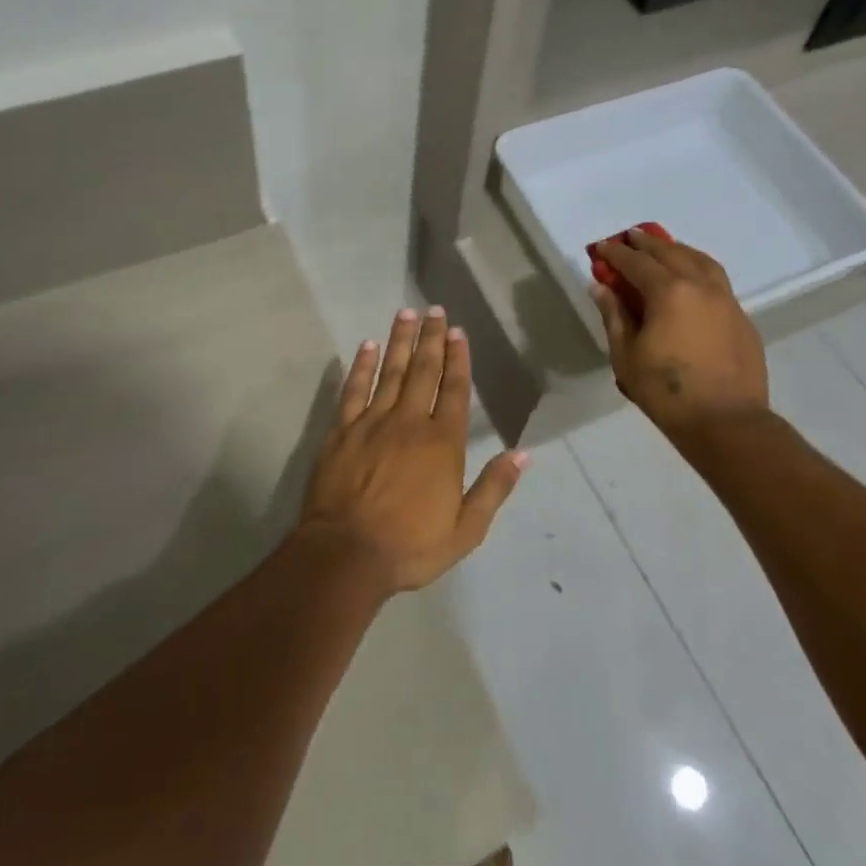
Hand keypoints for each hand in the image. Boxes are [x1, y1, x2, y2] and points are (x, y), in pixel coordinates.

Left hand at [296, 307, 527, 595]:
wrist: (346, 555)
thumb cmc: (410, 546)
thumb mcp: (466, 529)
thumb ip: (494, 488)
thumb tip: (522, 454)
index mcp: (443, 443)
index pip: (455, 390)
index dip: (458, 359)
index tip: (458, 331)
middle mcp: (410, 422)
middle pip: (423, 371)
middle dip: (431, 338)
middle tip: (434, 310)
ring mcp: (373, 423)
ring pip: (390, 372)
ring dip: (400, 341)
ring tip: (406, 314)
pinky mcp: (342, 431)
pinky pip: (354, 390)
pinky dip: (361, 366)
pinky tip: (367, 346)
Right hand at [590, 228, 769, 438]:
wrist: (726, 422)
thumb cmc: (666, 392)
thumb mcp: (626, 356)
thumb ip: (614, 316)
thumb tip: (602, 287)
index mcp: (669, 292)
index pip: (637, 263)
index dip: (616, 254)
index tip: (602, 247)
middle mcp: (700, 286)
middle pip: (671, 253)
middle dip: (647, 243)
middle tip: (630, 237)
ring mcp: (726, 300)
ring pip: (701, 261)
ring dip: (678, 250)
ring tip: (664, 248)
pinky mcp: (741, 318)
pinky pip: (717, 281)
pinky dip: (699, 269)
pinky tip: (692, 280)